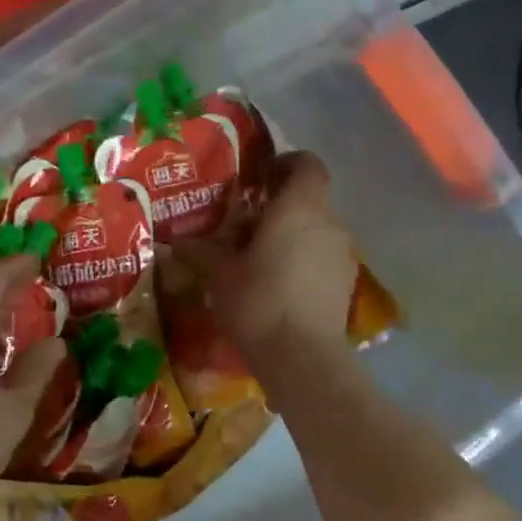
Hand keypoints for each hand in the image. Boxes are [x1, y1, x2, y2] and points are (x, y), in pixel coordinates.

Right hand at [206, 151, 358, 372]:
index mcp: (298, 208)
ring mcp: (343, 255)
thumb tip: (175, 241)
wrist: (302, 357)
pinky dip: (304, 262)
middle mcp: (328, 223)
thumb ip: (201, 251)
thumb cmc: (258, 301)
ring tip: (261, 258)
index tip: (261, 177)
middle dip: (281, 206)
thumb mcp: (220, 274)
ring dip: (293, 236)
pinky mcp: (346, 284)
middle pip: (310, 199)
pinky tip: (280, 285)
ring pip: (317, 231)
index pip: (308, 164)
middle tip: (248, 223)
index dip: (287, 163)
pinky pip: (323, 259)